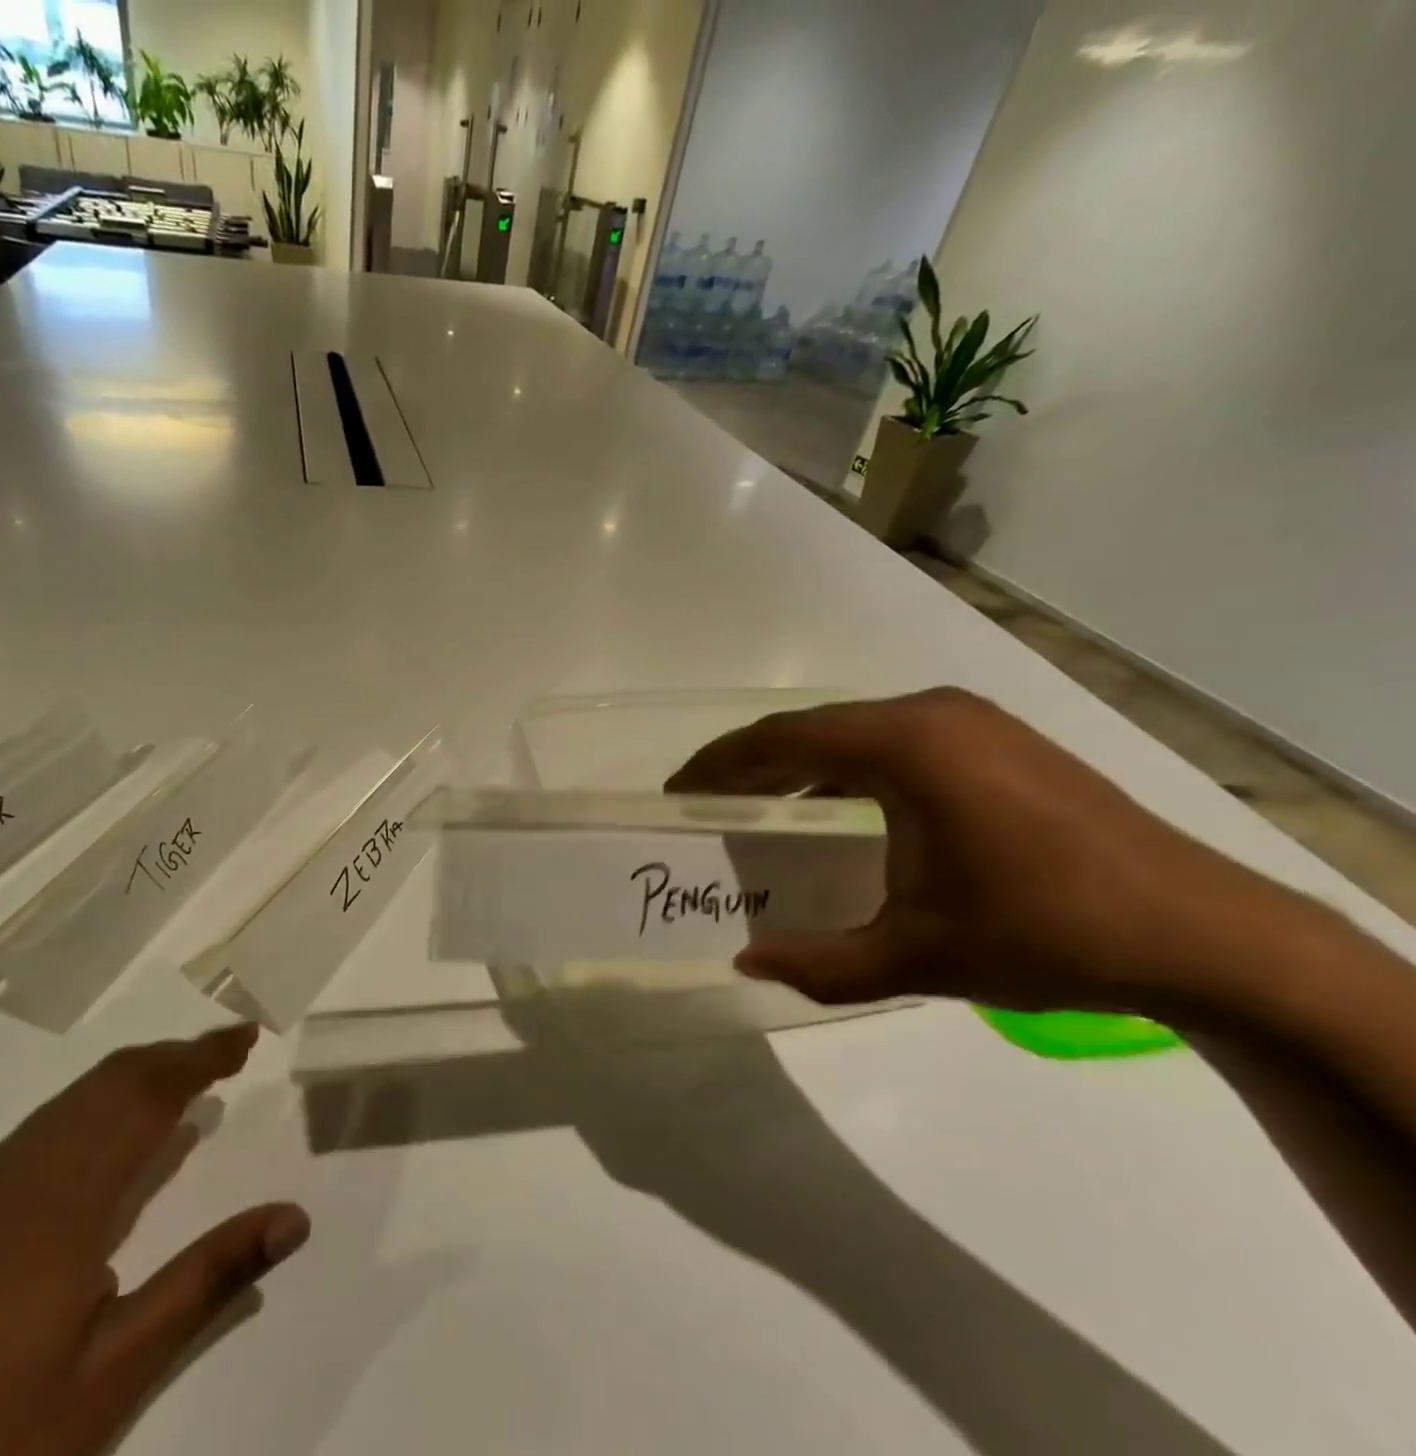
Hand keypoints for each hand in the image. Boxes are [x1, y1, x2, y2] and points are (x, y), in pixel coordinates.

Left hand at [0, 1025, 308, 1455]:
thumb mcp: (115, 1375)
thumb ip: (208, 1282)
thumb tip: (294, 1217)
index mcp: (63, 1200)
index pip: (147, 1095)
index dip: (200, 1057)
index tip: (246, 1036)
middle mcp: (17, 1174)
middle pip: (108, 1082)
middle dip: (172, 1057)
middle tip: (227, 1054)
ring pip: (68, 1102)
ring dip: (131, 1080)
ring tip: (180, 1089)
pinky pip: (35, 1132)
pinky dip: (88, 1111)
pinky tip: (101, 1147)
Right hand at [666, 688, 1339, 1024]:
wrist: (1204, 935)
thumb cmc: (1046, 935)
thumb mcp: (917, 957)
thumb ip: (819, 963)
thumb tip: (746, 962)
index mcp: (903, 746)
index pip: (781, 740)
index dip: (719, 764)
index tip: (677, 791)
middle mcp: (931, 714)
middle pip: (812, 729)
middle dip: (751, 764)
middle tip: (706, 802)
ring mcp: (971, 721)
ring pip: (853, 732)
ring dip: (800, 765)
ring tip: (760, 806)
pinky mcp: (997, 739)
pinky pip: (894, 741)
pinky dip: (848, 769)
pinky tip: (837, 809)